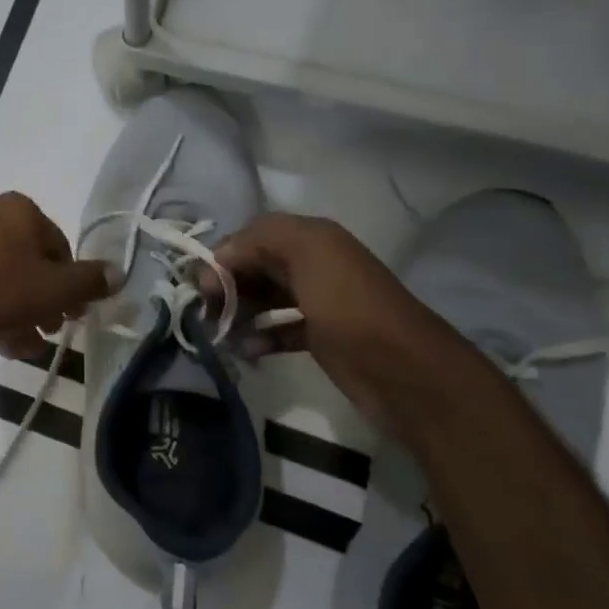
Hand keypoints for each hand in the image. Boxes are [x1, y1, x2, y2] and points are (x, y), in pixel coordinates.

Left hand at [0, 193, 112, 358]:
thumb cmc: (2, 294)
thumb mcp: (57, 291)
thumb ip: (91, 281)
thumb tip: (117, 272)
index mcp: (19, 207)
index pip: (58, 247)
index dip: (69, 285)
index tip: (70, 315)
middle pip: (26, 260)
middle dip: (41, 298)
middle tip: (46, 329)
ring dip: (15, 306)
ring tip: (20, 341)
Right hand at [208, 214, 493, 444]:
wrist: (406, 373)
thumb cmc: (351, 309)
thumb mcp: (308, 255)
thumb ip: (259, 241)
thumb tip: (218, 263)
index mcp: (311, 238)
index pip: (251, 236)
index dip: (223, 257)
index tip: (202, 288)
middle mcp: (313, 263)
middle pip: (255, 265)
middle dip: (226, 284)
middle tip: (205, 313)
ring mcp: (317, 302)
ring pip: (263, 297)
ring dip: (238, 311)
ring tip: (219, 334)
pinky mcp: (320, 336)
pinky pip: (277, 329)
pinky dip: (259, 337)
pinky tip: (245, 351)